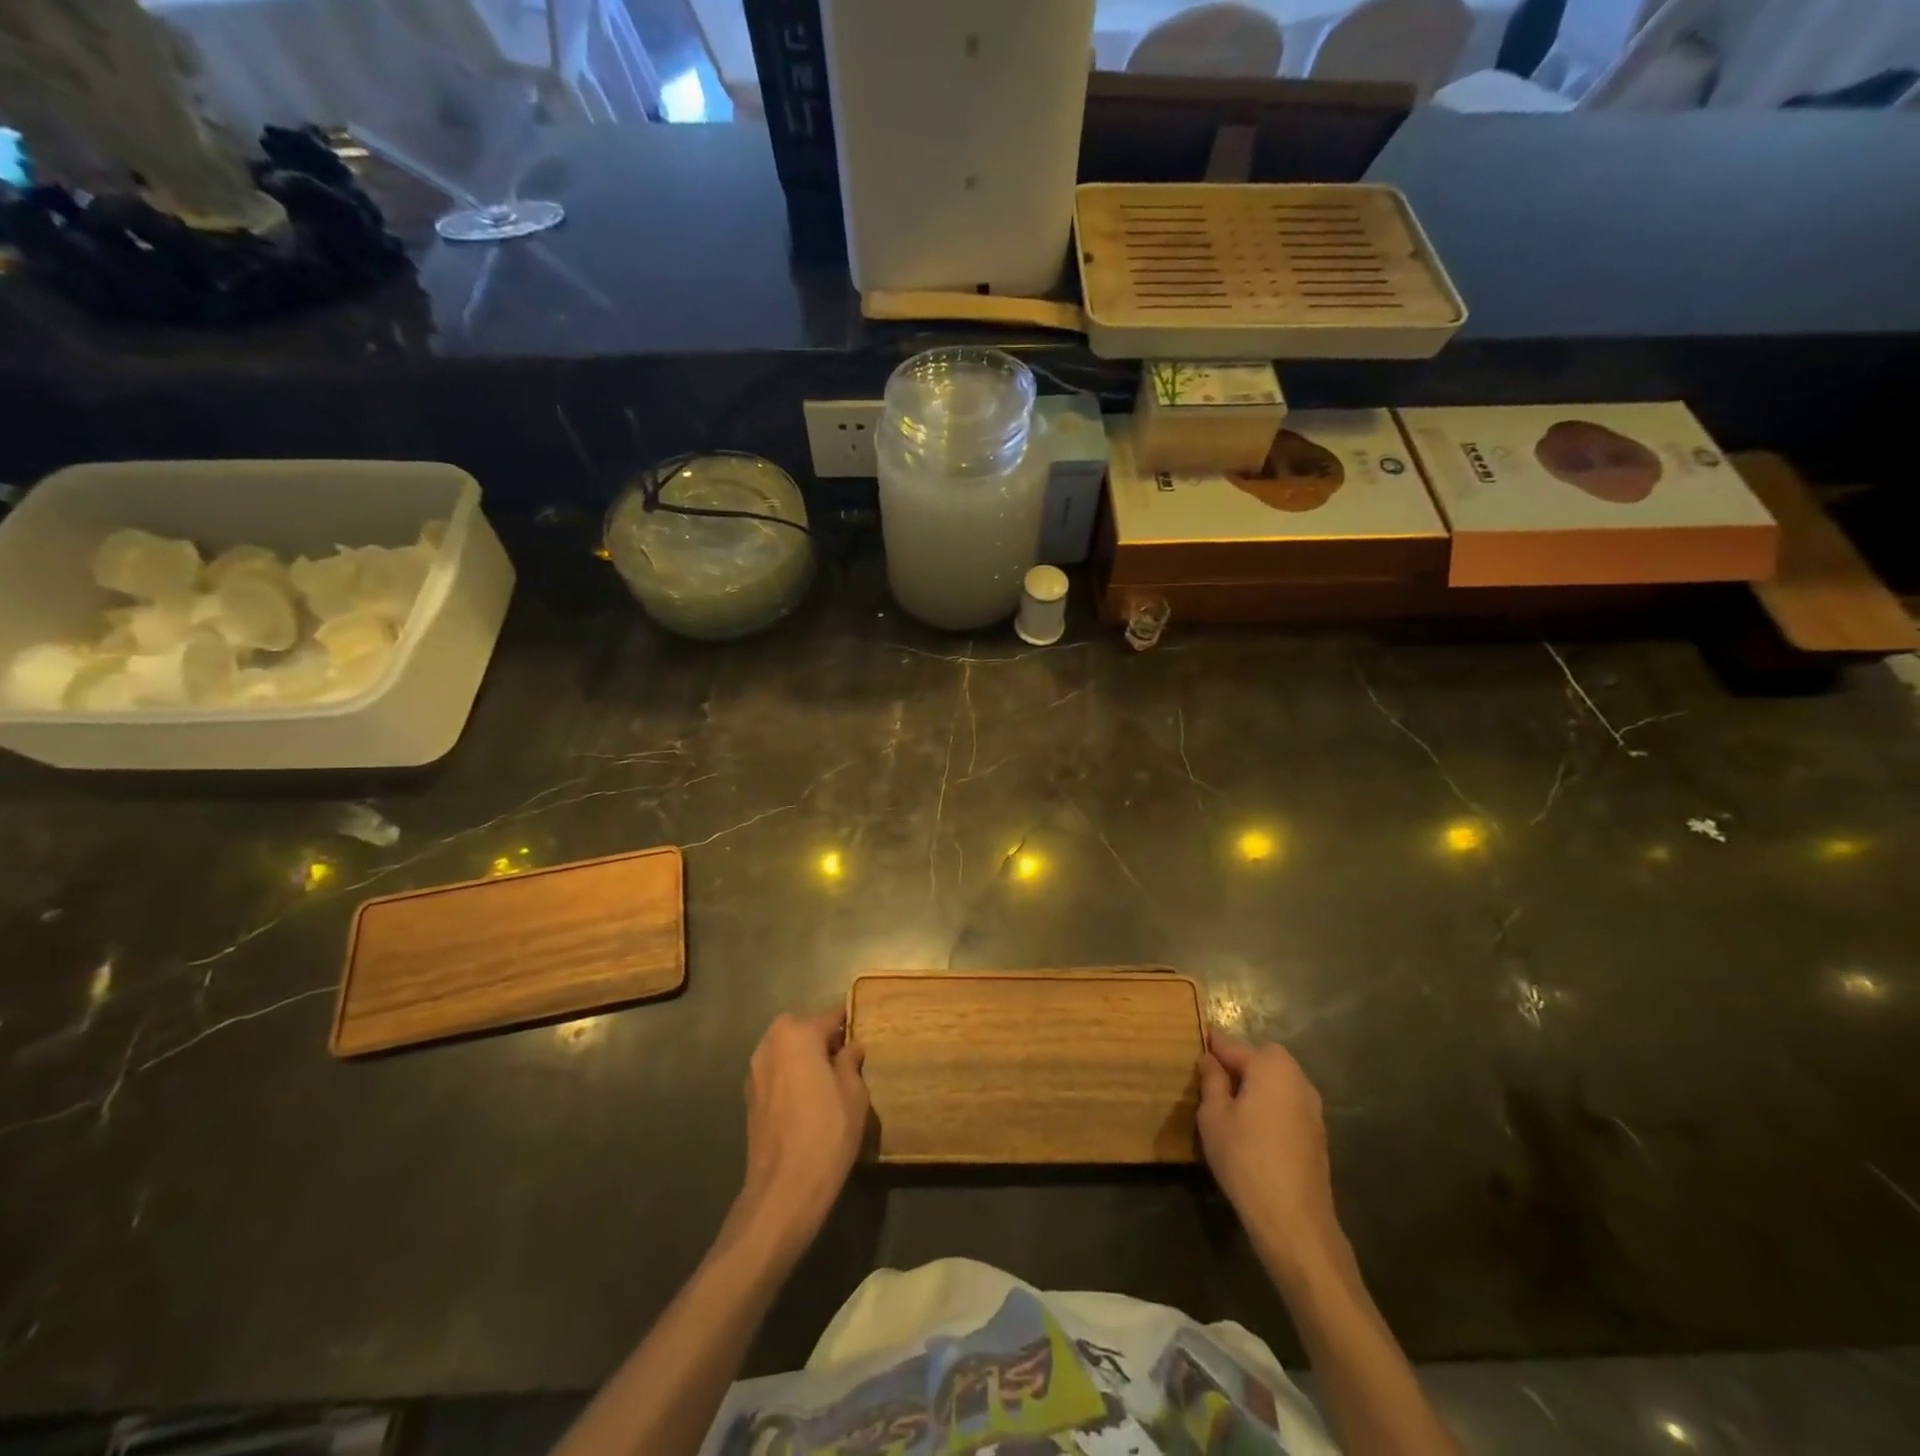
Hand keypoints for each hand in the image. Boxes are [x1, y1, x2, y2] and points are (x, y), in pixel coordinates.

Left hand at [731, 1009, 868, 1257]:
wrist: (784, 1189)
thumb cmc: (827, 1132)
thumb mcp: (854, 1093)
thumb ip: (850, 1062)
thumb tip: (851, 1046)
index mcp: (796, 1034)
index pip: (829, 1017)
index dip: (848, 1024)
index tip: (863, 1031)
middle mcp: (769, 1045)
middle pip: (802, 1030)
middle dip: (822, 1040)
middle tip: (846, 1060)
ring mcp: (755, 1072)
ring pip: (787, 1052)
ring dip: (804, 1059)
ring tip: (828, 1082)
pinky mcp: (749, 1099)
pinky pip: (776, 1074)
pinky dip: (791, 1078)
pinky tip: (808, 1101)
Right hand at [1196, 1031, 1344, 1277]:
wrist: (1294, 1220)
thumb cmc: (1245, 1159)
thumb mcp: (1214, 1116)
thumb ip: (1212, 1081)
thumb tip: (1210, 1059)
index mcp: (1271, 1067)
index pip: (1234, 1046)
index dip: (1213, 1046)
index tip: (1197, 1042)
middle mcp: (1297, 1079)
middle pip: (1263, 1059)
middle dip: (1240, 1064)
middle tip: (1214, 1080)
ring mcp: (1312, 1108)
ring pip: (1278, 1083)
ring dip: (1257, 1086)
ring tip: (1232, 1106)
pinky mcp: (1318, 1134)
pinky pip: (1288, 1105)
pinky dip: (1271, 1106)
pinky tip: (1255, 1130)